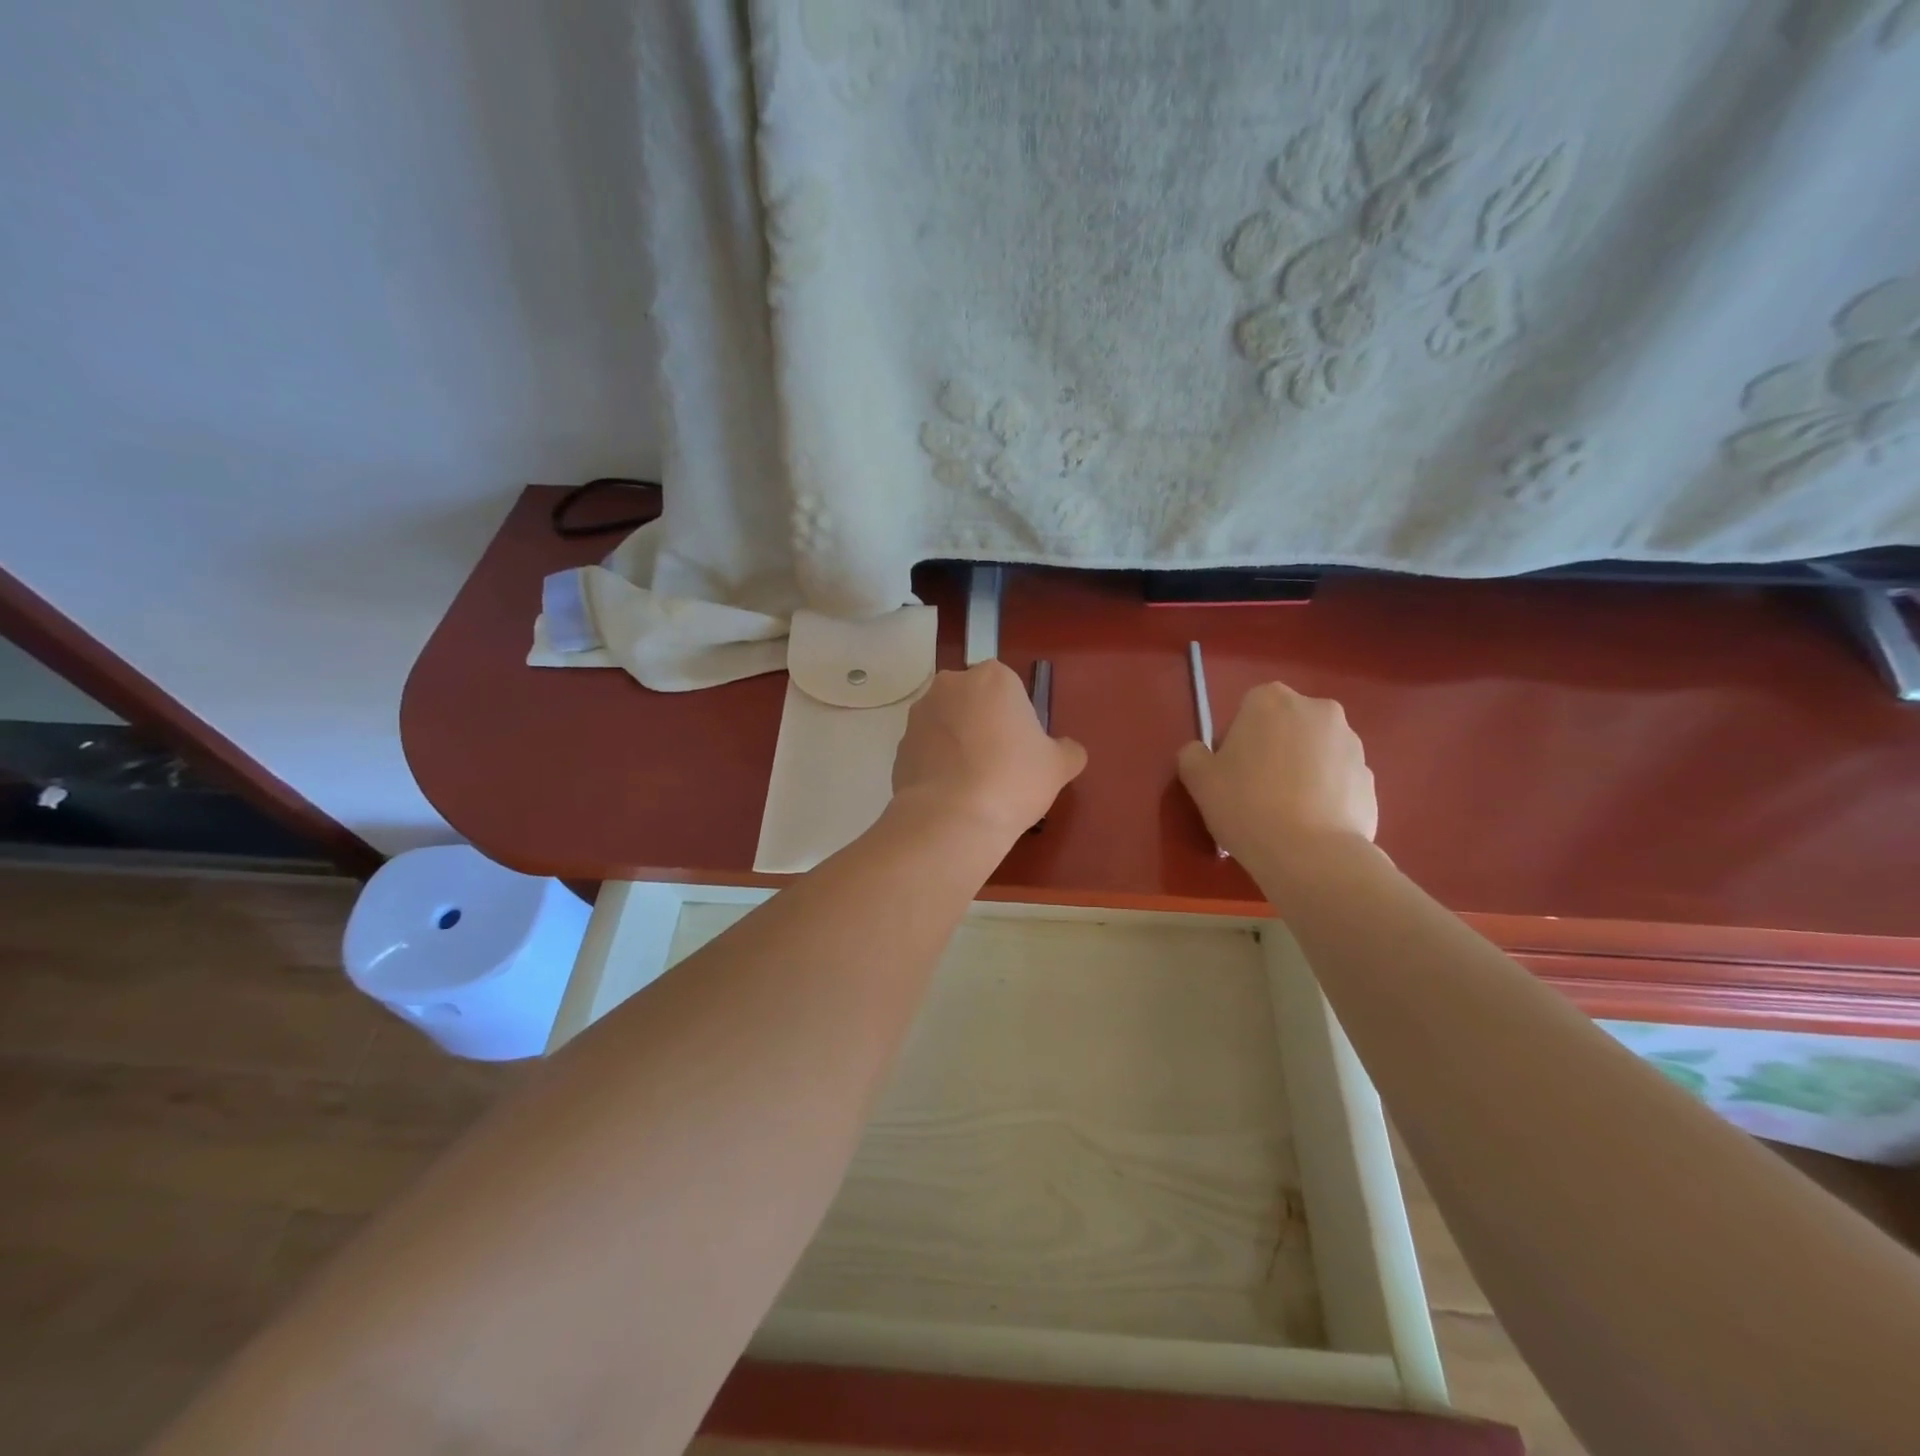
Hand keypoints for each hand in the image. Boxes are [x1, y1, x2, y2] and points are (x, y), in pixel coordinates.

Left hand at [892, 662, 1086, 838]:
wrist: (951, 818)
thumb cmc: (1013, 780)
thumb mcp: (1058, 766)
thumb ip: (1068, 750)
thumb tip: (1068, 750)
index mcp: (993, 677)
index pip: (1009, 688)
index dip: (1017, 718)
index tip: (1022, 748)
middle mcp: (950, 685)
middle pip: (974, 700)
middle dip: (984, 724)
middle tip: (1000, 764)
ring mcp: (919, 715)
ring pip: (947, 724)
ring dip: (958, 743)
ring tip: (973, 783)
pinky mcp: (900, 746)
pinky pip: (927, 750)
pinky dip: (937, 765)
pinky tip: (951, 794)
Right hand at [1177, 682, 1376, 861]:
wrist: (1310, 854)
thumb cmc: (1246, 805)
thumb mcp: (1198, 779)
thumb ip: (1193, 754)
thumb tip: (1202, 753)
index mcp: (1271, 700)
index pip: (1246, 711)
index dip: (1235, 742)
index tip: (1230, 773)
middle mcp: (1317, 710)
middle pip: (1285, 727)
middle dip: (1272, 750)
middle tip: (1255, 791)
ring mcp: (1351, 743)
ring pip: (1314, 752)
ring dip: (1300, 771)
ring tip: (1285, 812)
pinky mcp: (1371, 778)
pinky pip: (1337, 780)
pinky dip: (1324, 794)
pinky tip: (1309, 824)